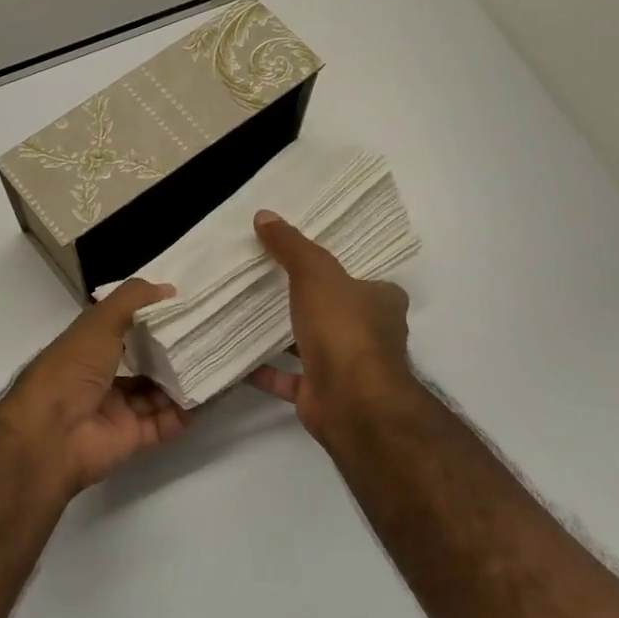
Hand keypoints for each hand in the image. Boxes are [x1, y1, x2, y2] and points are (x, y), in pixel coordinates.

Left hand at [0, 280, 192, 494]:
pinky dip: (184, 412)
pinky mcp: (132, 437)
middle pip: (144, 363)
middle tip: (209, 334)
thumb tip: (169, 289)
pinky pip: (164, 423)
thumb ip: (132, 300)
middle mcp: (102, 377)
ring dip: (182, 381)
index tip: (186, 305)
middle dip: (173, 351)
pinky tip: (208, 395)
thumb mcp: (100, 321)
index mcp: (89, 347)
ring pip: (157, 393)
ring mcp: (117, 409)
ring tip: (216, 361)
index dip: (151, 317)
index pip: (124, 328)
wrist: (51, 433)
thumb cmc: (72, 368)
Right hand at [248, 211, 418, 446]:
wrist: (351, 402)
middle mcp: (370, 334)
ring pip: (311, 345)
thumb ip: (291, 246)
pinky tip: (236, 357)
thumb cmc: (344, 329)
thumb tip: (264, 215)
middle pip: (335, 311)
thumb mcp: (315, 273)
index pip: (361, 277)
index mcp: (381, 302)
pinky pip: (288, 378)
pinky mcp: (322, 393)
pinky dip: (265, 370)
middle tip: (264, 280)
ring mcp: (347, 368)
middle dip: (305, 301)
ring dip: (283, 335)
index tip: (301, 258)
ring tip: (245, 314)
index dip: (335, 268)